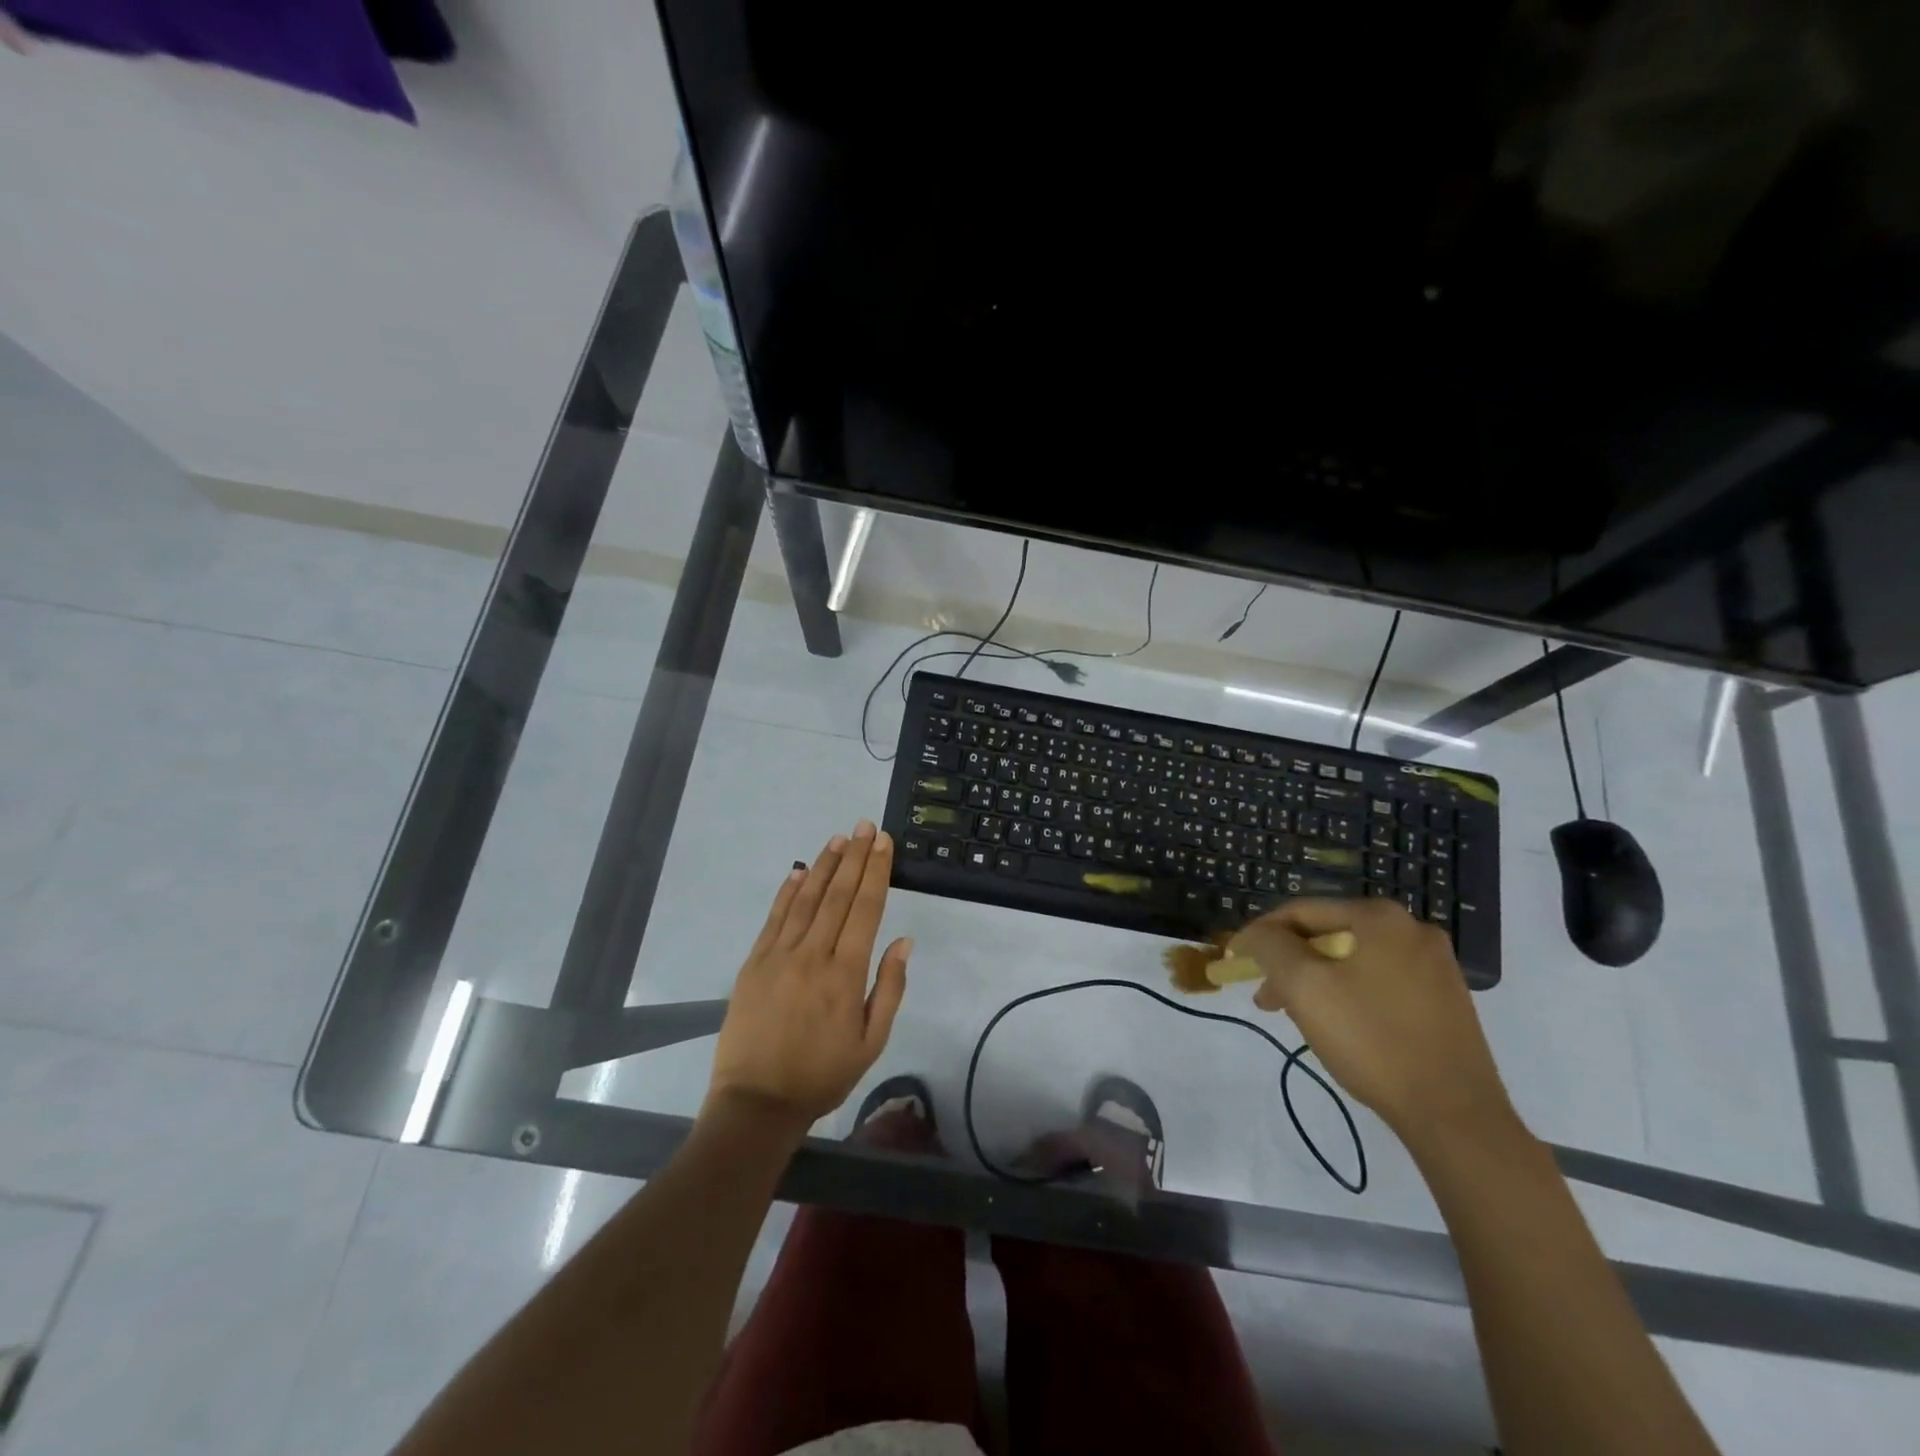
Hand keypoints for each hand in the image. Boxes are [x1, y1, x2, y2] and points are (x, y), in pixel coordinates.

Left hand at [706, 821, 910, 1135]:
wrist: (756, 1102)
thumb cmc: (822, 1075)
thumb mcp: (871, 1042)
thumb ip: (889, 988)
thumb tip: (903, 941)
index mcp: (845, 973)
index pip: (865, 909)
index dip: (876, 871)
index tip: (883, 842)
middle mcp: (813, 954)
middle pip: (837, 894)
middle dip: (854, 856)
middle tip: (864, 826)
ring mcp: (779, 955)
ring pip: (806, 899)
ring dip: (823, 866)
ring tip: (838, 839)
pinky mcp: (754, 962)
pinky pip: (774, 918)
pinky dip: (788, 891)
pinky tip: (798, 871)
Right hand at [1229, 898, 1515, 1146]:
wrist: (1455, 1114)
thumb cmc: (1371, 1040)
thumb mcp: (1303, 986)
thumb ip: (1270, 946)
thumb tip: (1257, 934)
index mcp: (1380, 916)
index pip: (1301, 911)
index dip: (1260, 934)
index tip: (1235, 961)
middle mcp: (1412, 928)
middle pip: (1329, 934)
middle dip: (1289, 963)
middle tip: (1266, 997)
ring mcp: (1436, 965)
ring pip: (1354, 960)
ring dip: (1317, 980)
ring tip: (1295, 1015)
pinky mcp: (1446, 999)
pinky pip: (1380, 981)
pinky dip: (1350, 994)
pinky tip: (1338, 1025)